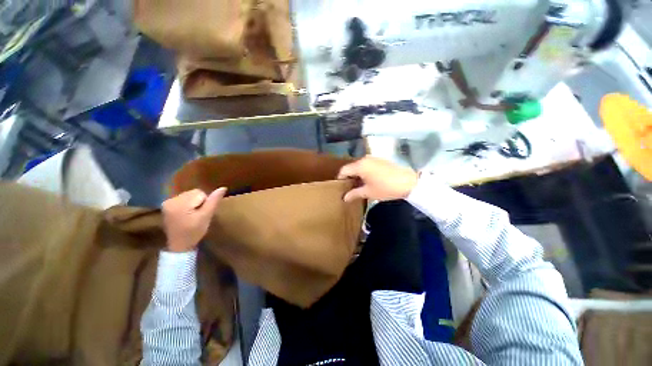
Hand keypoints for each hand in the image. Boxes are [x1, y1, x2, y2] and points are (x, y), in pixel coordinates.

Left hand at [162, 188, 226, 251]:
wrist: (179, 245)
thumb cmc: (194, 232)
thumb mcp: (207, 216)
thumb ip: (214, 201)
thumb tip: (223, 188)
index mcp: (180, 203)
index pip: (200, 193)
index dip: (205, 203)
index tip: (201, 214)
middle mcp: (171, 200)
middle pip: (194, 193)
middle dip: (199, 202)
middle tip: (197, 215)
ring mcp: (167, 202)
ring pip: (189, 195)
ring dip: (193, 203)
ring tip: (191, 216)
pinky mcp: (166, 205)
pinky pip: (183, 198)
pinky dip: (187, 205)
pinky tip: (185, 214)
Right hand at [337, 156, 417, 201]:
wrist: (408, 182)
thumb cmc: (385, 188)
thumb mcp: (368, 192)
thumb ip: (354, 194)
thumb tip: (344, 198)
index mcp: (360, 166)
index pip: (344, 170)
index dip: (340, 179)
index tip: (340, 188)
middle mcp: (365, 159)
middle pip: (351, 167)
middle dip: (349, 177)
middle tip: (349, 188)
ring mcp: (373, 158)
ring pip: (359, 166)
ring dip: (357, 175)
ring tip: (358, 186)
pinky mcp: (380, 160)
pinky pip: (367, 165)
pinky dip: (364, 172)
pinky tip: (368, 180)